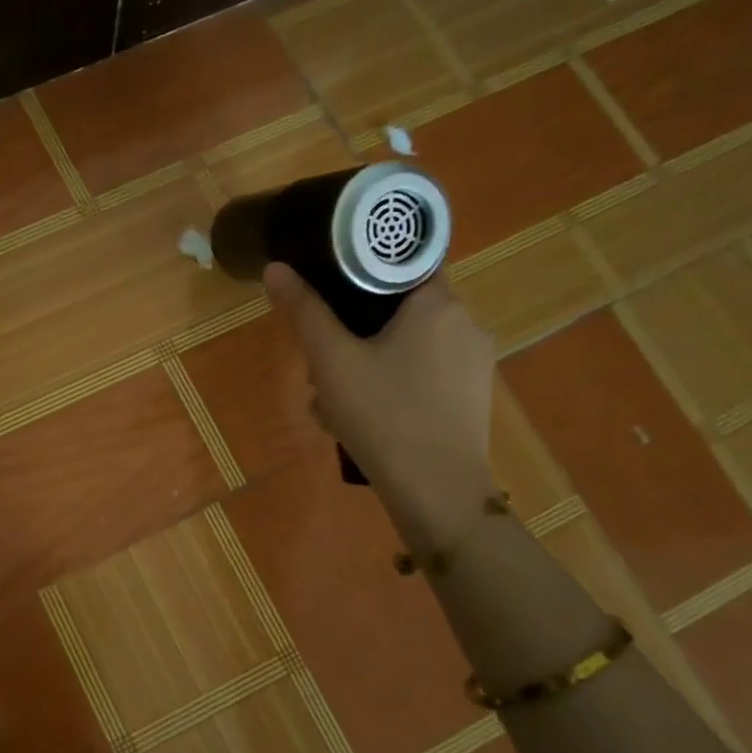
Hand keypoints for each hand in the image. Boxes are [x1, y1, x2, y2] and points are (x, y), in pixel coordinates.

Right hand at [263, 263, 496, 551]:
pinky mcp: (474, 395)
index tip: (333, 288)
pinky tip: (366, 415)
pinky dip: (396, 381)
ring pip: (412, 342)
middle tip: (323, 360)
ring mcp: (475, 362)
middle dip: (358, 328)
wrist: (437, 491)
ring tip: (335, 398)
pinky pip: (427, 371)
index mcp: (438, 303)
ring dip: (372, 358)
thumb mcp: (331, 361)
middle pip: (403, 306)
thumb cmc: (382, 415)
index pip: (405, 261)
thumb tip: (276, 268)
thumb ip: (305, 311)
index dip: (366, 268)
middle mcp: (467, 323)